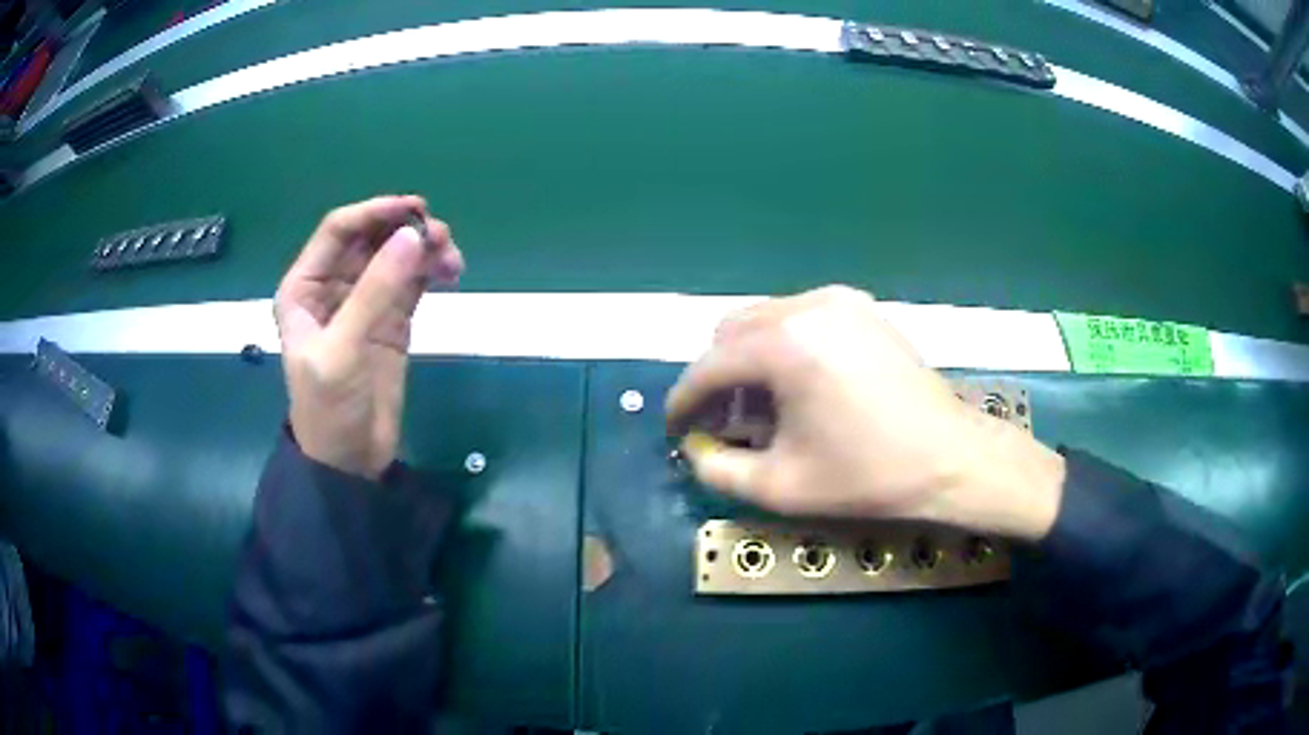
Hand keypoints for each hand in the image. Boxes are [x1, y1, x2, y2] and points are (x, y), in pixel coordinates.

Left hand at [274, 196, 463, 478]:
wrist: (350, 461)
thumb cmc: (330, 407)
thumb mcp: (344, 349)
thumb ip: (376, 291)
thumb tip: (413, 236)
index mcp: (305, 287)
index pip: (338, 230)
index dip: (375, 212)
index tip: (415, 210)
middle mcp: (333, 286)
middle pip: (371, 238)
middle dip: (405, 230)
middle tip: (441, 237)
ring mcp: (364, 302)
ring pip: (395, 256)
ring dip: (423, 249)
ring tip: (452, 260)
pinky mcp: (390, 320)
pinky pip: (411, 282)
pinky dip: (431, 271)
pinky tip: (450, 273)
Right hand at [665, 286, 1064, 540]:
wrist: (950, 457)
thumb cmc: (867, 475)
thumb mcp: (780, 486)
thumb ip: (718, 469)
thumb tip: (694, 449)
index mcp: (784, 345)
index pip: (709, 366)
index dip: (683, 400)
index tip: (675, 430)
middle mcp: (805, 306)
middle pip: (731, 333)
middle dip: (716, 378)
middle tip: (721, 423)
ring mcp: (837, 300)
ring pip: (764, 320)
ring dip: (748, 361)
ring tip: (761, 408)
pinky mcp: (860, 307)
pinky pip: (799, 318)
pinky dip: (782, 347)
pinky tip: (797, 387)